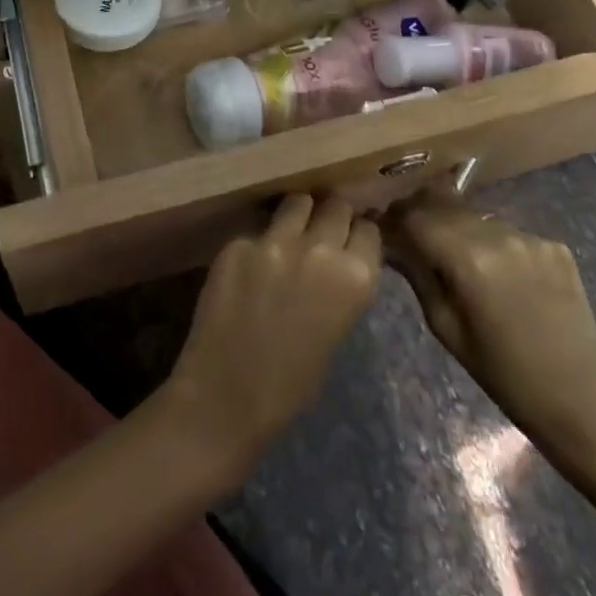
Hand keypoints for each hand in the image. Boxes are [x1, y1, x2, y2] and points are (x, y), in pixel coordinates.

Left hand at [162, 195, 380, 485]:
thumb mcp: (337, 331)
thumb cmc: (291, 383)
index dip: (359, 233)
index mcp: (355, 278)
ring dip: (298, 213)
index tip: (351, 236)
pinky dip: (260, 240)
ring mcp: (275, 240)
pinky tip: (252, 262)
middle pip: (335, 206)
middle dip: (332, 214)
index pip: (368, 231)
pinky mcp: (239, 241)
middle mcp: (319, 249)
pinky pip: (258, 229)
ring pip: (296, 202)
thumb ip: (340, 286)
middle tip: (322, 227)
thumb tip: (338, 258)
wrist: (227, 394)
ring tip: (290, 228)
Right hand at [387, 189, 595, 468]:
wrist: (580, 402)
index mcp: (469, 259)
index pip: (416, 216)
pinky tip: (496, 272)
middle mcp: (500, 236)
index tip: (383, 228)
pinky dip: (492, 244)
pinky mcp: (555, 246)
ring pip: (476, 218)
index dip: (394, 218)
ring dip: (457, 227)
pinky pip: (507, 233)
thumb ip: (417, 274)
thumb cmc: (502, 374)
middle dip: (423, 216)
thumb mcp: (445, 328)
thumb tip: (390, 242)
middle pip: (446, 208)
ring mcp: (532, 238)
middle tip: (410, 235)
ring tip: (453, 255)